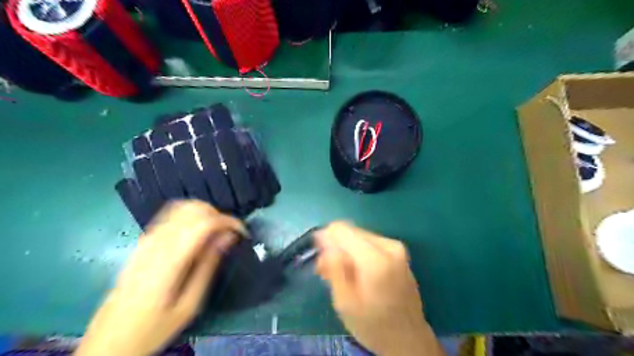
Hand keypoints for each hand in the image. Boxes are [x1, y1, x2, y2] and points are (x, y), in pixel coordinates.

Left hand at [73, 200, 243, 355]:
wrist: (109, 339)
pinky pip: (170, 215)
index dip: (228, 221)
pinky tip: (196, 234)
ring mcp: (146, 239)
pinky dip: (190, 216)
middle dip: (218, 215)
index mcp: (170, 259)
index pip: (204, 222)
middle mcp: (157, 242)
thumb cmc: (154, 326)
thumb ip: (209, 265)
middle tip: (228, 234)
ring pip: (181, 207)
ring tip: (215, 233)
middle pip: (193, 208)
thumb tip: (228, 237)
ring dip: (204, 213)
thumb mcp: (190, 304)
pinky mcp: (143, 241)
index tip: (242, 232)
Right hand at [314, 222, 441, 355]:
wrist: (409, 338)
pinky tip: (356, 271)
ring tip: (343, 275)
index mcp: (375, 259)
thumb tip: (324, 240)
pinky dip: (358, 252)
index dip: (326, 239)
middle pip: (350, 231)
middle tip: (328, 271)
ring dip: (346, 250)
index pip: (341, 229)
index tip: (321, 261)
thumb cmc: (373, 325)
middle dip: (336, 247)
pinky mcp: (399, 250)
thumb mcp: (344, 302)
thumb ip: (333, 267)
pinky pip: (369, 241)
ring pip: (359, 235)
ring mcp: (396, 246)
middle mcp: (389, 246)